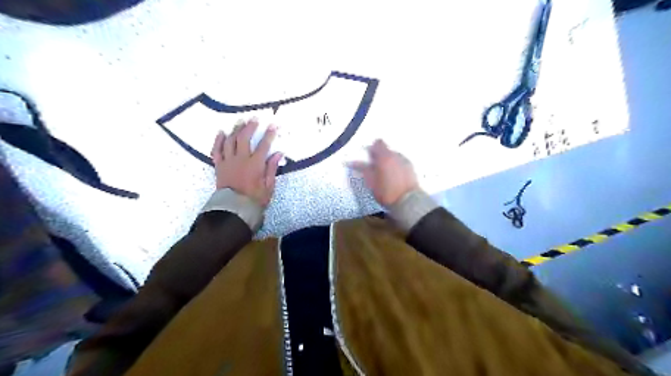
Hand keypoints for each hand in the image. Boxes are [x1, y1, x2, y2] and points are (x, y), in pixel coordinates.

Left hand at [211, 118, 280, 207]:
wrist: (234, 209)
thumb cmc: (254, 199)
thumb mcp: (269, 186)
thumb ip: (272, 168)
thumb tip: (278, 153)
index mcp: (255, 165)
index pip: (264, 145)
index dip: (269, 134)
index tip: (273, 125)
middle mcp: (241, 159)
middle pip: (244, 138)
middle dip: (250, 127)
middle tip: (254, 118)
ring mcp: (228, 161)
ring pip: (230, 140)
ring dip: (236, 129)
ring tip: (240, 121)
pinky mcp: (219, 166)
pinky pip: (216, 150)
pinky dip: (218, 140)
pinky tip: (221, 132)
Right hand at [349, 140, 417, 206]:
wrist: (408, 201)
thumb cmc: (386, 192)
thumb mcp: (371, 182)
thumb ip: (363, 169)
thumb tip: (352, 162)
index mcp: (384, 156)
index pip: (378, 143)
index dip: (372, 149)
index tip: (369, 157)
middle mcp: (396, 155)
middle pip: (387, 149)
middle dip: (380, 156)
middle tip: (375, 168)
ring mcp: (405, 161)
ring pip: (394, 156)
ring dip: (389, 161)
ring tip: (386, 174)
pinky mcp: (412, 168)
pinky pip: (401, 162)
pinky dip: (396, 166)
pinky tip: (394, 177)